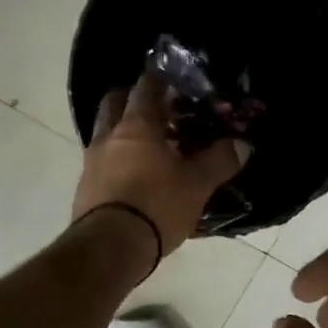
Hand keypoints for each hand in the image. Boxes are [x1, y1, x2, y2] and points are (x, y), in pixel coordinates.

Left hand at [72, 73, 246, 268]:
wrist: (110, 248)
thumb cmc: (156, 206)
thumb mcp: (197, 184)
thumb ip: (219, 161)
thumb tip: (242, 144)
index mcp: (137, 126)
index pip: (146, 87)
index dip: (160, 79)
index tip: (174, 78)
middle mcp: (109, 136)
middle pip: (115, 102)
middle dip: (132, 98)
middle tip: (158, 107)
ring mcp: (92, 162)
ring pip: (105, 132)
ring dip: (123, 130)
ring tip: (150, 144)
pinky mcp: (86, 188)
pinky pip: (102, 160)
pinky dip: (117, 158)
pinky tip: (136, 174)